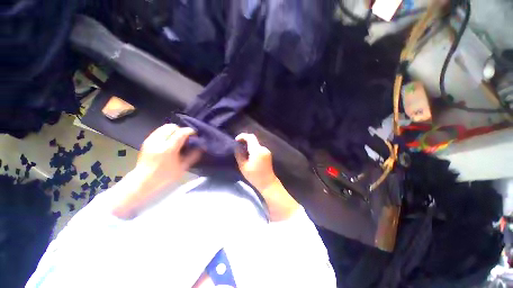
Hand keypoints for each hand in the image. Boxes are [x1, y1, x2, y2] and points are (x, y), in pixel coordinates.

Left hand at [112, 124, 200, 218]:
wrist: (143, 180)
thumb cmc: (165, 176)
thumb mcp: (182, 168)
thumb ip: (193, 156)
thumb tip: (201, 147)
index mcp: (168, 149)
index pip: (181, 133)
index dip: (189, 131)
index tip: (194, 134)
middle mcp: (159, 142)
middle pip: (172, 127)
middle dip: (181, 130)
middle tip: (185, 137)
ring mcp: (151, 140)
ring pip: (165, 127)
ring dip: (173, 130)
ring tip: (177, 138)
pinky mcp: (147, 141)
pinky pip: (159, 131)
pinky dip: (166, 132)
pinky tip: (169, 140)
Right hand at [234, 133, 277, 191]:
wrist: (267, 183)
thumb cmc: (254, 176)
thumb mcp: (243, 166)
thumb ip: (239, 154)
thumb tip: (237, 147)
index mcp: (257, 151)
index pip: (250, 137)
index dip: (242, 136)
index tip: (236, 140)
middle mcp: (263, 148)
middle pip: (253, 139)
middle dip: (245, 141)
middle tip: (238, 146)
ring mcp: (266, 151)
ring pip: (256, 143)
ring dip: (249, 145)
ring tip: (242, 151)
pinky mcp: (267, 153)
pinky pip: (259, 147)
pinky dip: (253, 148)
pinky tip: (249, 155)